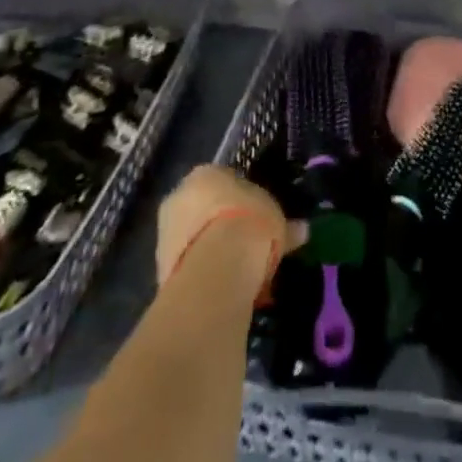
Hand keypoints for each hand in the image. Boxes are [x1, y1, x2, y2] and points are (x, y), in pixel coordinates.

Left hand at [155, 164, 305, 292]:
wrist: (217, 268)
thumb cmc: (250, 224)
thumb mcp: (276, 218)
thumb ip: (285, 225)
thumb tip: (302, 230)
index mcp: (205, 173)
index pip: (222, 181)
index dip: (240, 200)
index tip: (254, 218)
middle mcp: (179, 195)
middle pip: (202, 208)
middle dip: (219, 224)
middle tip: (242, 245)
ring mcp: (165, 231)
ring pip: (191, 237)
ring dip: (207, 250)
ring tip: (234, 272)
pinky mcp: (158, 267)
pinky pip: (186, 264)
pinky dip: (201, 273)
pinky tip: (220, 287)